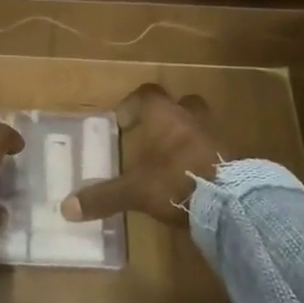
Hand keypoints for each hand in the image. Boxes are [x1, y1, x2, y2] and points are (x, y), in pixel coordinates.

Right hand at [61, 85, 225, 228]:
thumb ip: (104, 196)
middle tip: (154, 134)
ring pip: (201, 125)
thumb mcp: (135, 191)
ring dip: (188, 135)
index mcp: (166, 116)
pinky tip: (196, 177)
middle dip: (168, 115)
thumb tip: (66, 208)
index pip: (148, 94)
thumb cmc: (177, 182)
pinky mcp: (237, 158)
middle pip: (182, 103)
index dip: (133, 103)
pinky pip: (216, 148)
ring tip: (174, 158)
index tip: (123, 120)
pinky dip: (205, 157)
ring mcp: (218, 136)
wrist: (233, 202)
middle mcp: (192, 118)